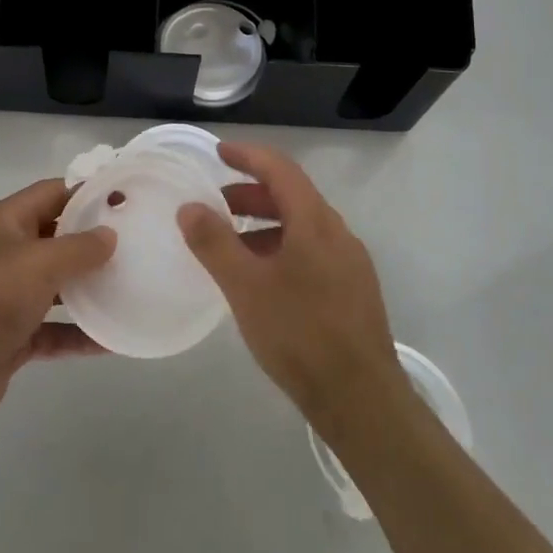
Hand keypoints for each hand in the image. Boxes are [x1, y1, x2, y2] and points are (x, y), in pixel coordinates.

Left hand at [0, 177, 115, 435]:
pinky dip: (79, 333)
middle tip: (139, 244)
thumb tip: (110, 234)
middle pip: (55, 238)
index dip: (87, 192)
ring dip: (89, 288)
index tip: (127, 199)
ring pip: (56, 286)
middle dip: (93, 241)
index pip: (51, 193)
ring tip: (132, 287)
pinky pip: (53, 329)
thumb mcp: (37, 262)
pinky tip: (113, 340)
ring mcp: (6, 297)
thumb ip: (78, 247)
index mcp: (3, 222)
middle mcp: (4, 254)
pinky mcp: (11, 337)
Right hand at [178, 142, 406, 432]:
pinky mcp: (353, 290)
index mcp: (315, 222)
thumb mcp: (245, 287)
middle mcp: (337, 233)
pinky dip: (281, 247)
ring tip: (231, 245)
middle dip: (250, 193)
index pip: (280, 169)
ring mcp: (350, 262)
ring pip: (302, 226)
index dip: (248, 155)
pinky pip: (312, 250)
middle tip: (215, 204)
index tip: (218, 152)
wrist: (362, 401)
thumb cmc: (299, 334)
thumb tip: (190, 207)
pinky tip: (262, 278)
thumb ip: (214, 243)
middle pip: (292, 196)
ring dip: (264, 223)